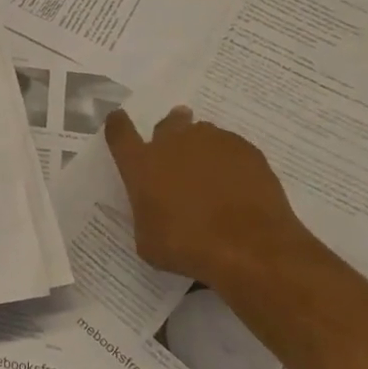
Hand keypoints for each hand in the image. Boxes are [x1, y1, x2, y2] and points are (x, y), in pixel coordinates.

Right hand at [105, 107, 310, 283]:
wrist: (250, 248)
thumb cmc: (188, 247)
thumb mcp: (149, 241)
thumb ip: (147, 215)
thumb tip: (156, 212)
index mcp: (141, 164)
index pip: (120, 132)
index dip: (118, 125)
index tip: (119, 120)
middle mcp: (173, 143)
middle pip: (167, 123)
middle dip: (170, 130)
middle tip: (176, 147)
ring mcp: (212, 142)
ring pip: (201, 134)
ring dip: (200, 148)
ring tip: (210, 172)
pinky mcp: (246, 150)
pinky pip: (231, 148)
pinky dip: (230, 161)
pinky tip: (237, 184)